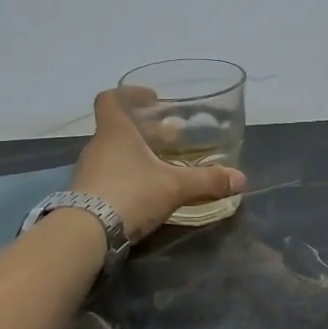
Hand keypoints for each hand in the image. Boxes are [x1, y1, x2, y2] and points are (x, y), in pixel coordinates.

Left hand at [69, 88, 246, 242]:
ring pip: (116, 154)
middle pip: (120, 129)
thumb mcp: (174, 186)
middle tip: (174, 138)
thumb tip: (241, 179)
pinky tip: (149, 191)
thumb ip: (206, 181)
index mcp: (115, 132)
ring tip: (165, 166)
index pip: (112, 100)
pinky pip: (110, 177)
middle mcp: (99, 147)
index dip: (130, 94)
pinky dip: (130, 177)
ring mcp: (90, 172)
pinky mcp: (87, 196)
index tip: (152, 99)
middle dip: (148, 131)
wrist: (86, 233)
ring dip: (139, 155)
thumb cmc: (130, 193)